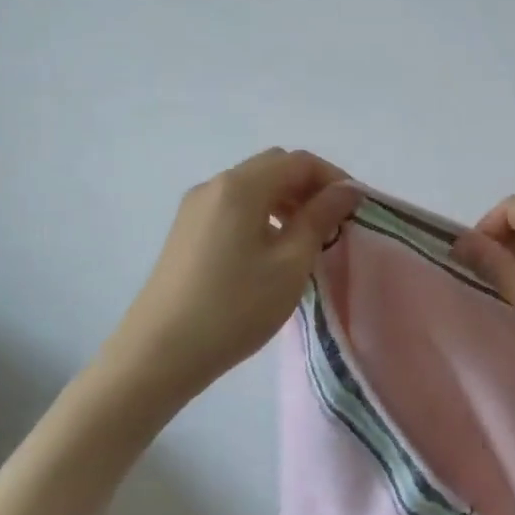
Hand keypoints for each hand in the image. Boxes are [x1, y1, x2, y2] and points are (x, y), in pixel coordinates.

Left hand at [109, 148, 360, 395]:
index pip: (299, 161)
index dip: (333, 178)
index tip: (355, 209)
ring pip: (252, 187)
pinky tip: (271, 250)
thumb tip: (345, 191)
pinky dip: (261, 214)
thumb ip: (320, 219)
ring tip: (306, 240)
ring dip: (285, 201)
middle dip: (309, 187)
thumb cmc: (235, 307)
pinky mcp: (186, 230)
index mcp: (241, 186)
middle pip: (273, 167)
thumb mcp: (290, 264)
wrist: (159, 352)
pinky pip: (233, 206)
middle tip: (333, 224)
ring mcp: (195, 206)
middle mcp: (215, 185)